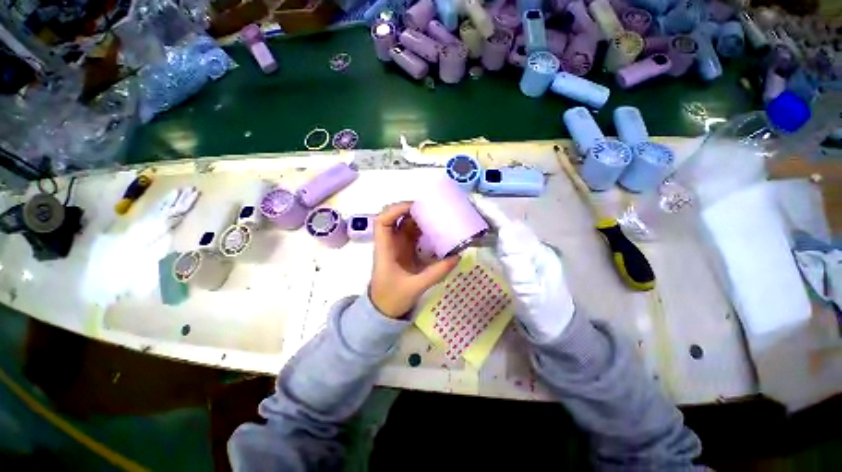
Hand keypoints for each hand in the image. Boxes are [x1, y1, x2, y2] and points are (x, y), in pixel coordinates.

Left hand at [370, 202, 459, 317]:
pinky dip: (424, 231)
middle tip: (433, 209)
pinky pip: (414, 235)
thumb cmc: (392, 298)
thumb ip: (436, 272)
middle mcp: (390, 243)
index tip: (414, 207)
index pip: (382, 221)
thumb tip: (457, 256)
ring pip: (406, 225)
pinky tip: (437, 231)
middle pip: (396, 218)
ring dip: (420, 220)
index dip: (395, 209)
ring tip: (438, 216)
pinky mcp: (405, 251)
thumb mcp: (415, 286)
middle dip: (412, 211)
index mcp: (385, 249)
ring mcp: (397, 247)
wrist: (383, 311)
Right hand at [473, 198, 574, 340]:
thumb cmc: (543, 312)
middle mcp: (532, 247)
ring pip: (505, 232)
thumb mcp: (531, 292)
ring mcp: (527, 254)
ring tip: (469, 217)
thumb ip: (518, 264)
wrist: (556, 327)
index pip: (510, 226)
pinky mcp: (521, 262)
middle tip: (467, 205)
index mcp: (535, 251)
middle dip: (488, 213)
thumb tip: (503, 235)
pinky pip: (503, 243)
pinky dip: (489, 237)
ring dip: (488, 223)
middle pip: (508, 224)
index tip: (474, 201)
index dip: (492, 213)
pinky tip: (479, 238)